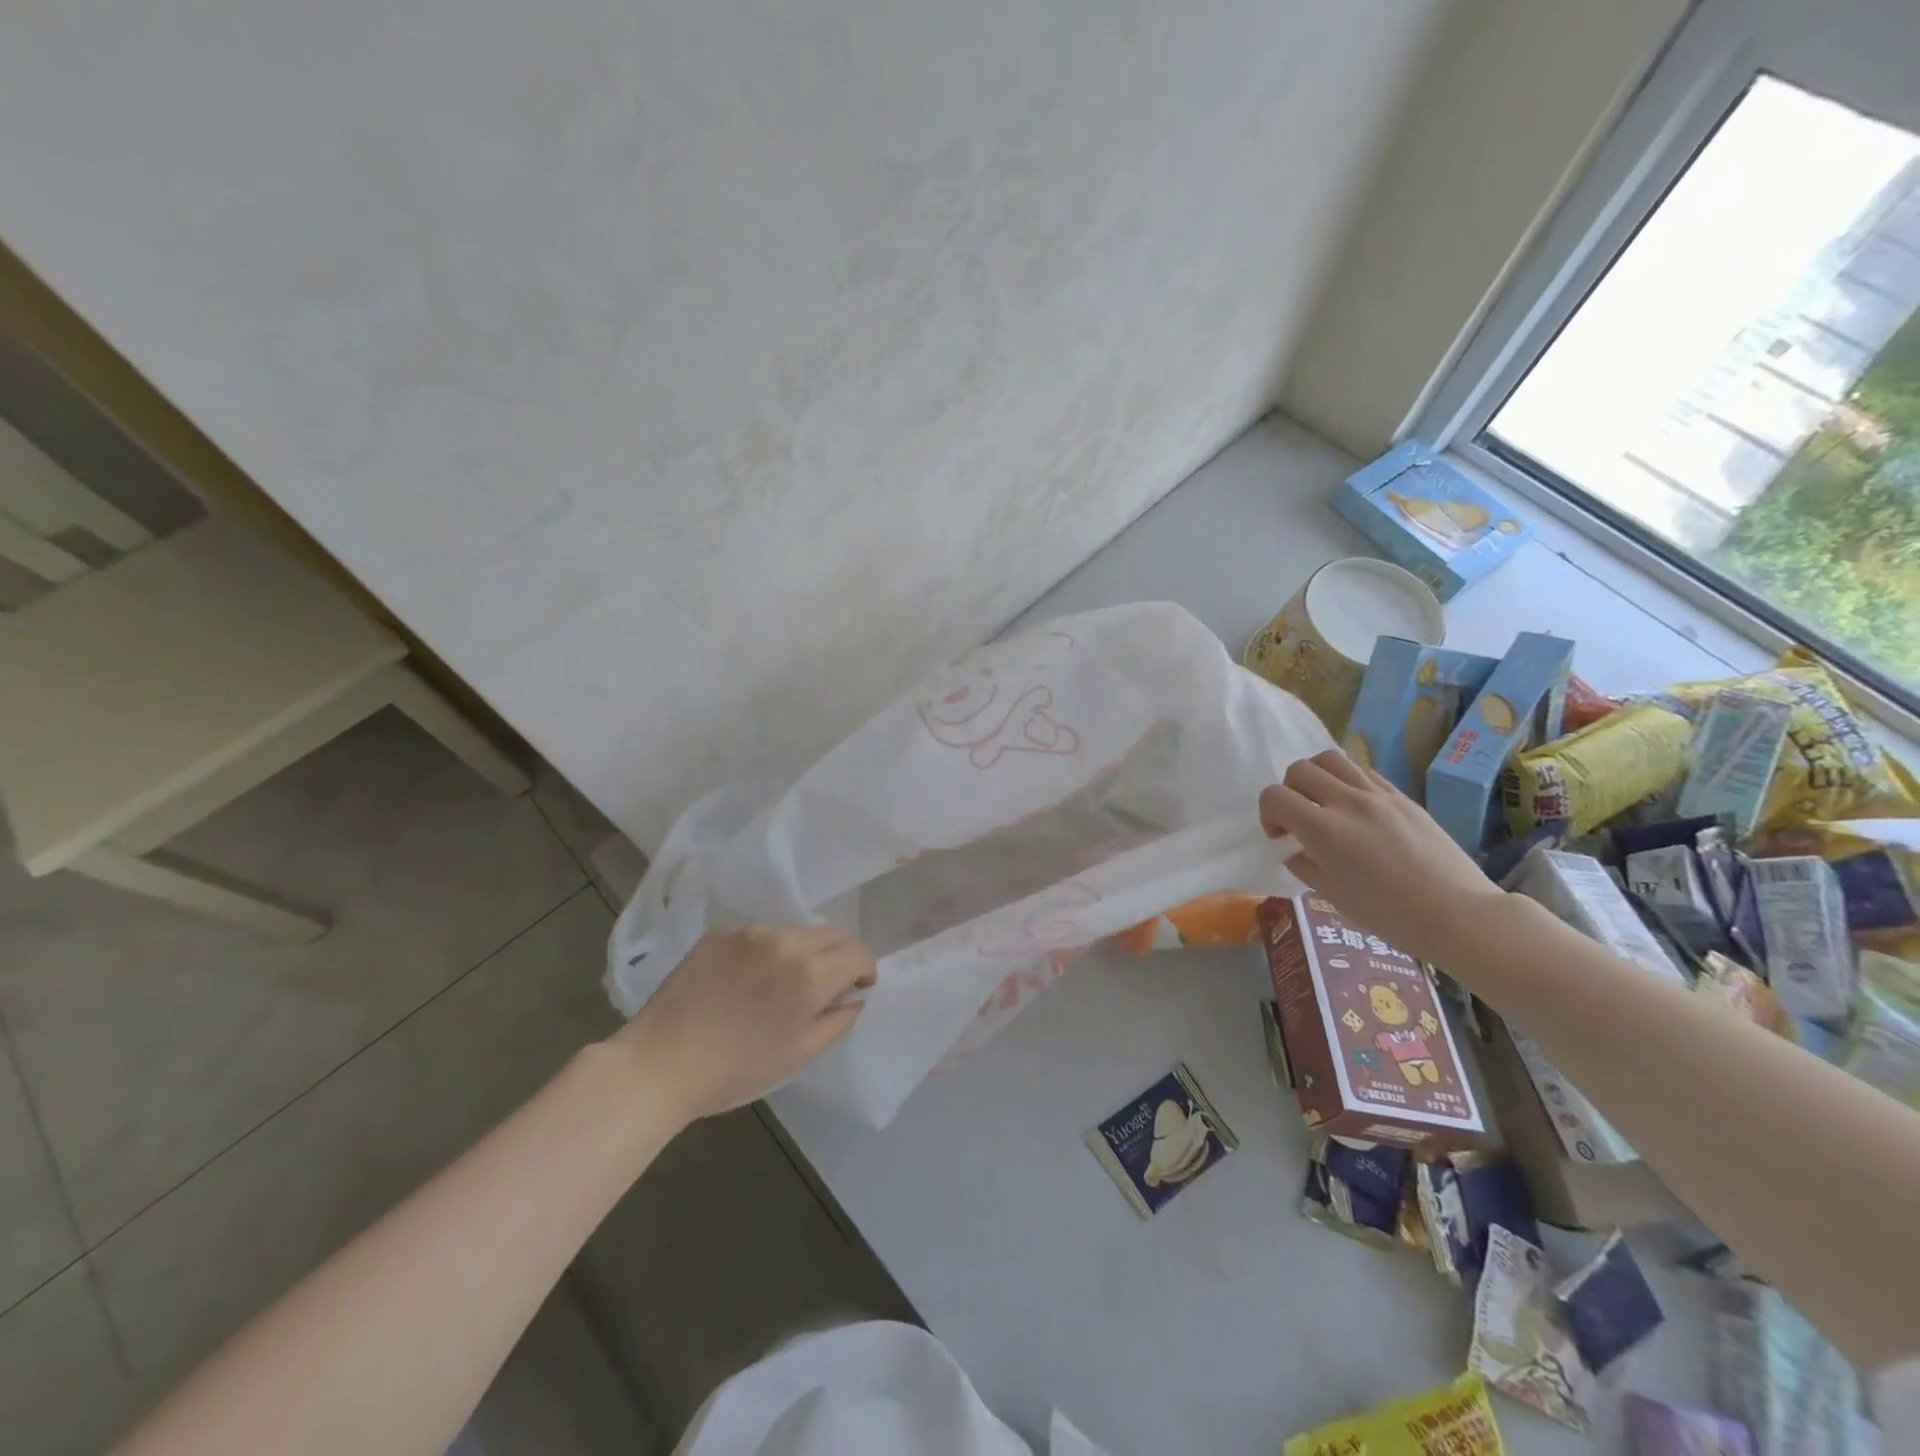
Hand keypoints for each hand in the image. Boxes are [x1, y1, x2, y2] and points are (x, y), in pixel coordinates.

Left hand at [610, 925, 875, 1122]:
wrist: (660, 1064)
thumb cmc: (736, 1070)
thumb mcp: (799, 1055)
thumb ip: (838, 1020)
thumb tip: (855, 996)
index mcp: (810, 974)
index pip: (857, 952)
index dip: (865, 969)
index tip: (857, 988)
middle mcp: (785, 942)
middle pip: (832, 933)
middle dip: (840, 955)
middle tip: (826, 985)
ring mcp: (751, 932)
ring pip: (796, 932)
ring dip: (803, 952)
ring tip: (780, 985)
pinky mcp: (721, 933)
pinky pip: (761, 934)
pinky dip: (768, 951)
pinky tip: (746, 980)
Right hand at [1258, 750, 1507, 964]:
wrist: (1457, 914)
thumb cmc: (1389, 914)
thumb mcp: (1332, 895)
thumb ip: (1305, 866)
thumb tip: (1297, 851)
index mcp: (1323, 830)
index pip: (1275, 797)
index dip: (1268, 814)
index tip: (1280, 836)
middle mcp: (1347, 802)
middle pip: (1300, 770)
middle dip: (1288, 791)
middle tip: (1299, 818)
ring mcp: (1378, 795)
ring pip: (1331, 759)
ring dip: (1316, 777)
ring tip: (1324, 803)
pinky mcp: (1402, 796)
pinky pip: (1363, 772)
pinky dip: (1347, 781)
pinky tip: (1356, 809)